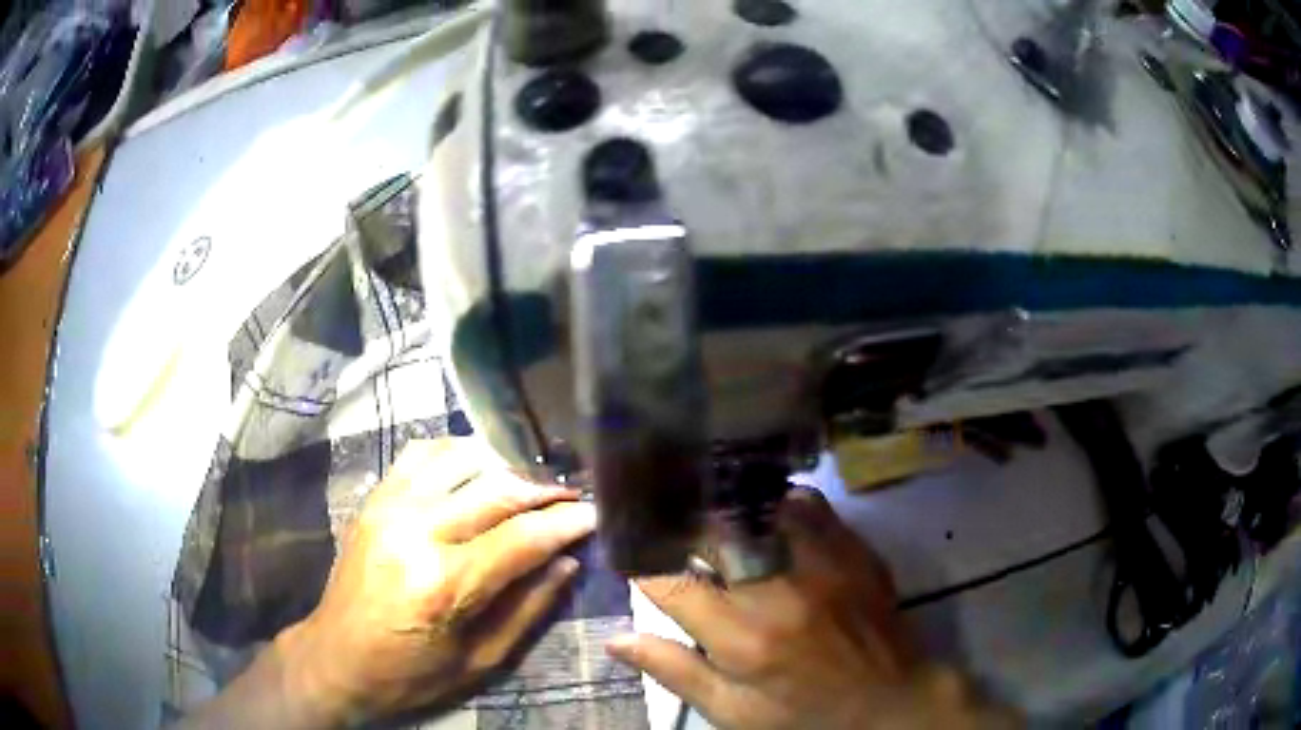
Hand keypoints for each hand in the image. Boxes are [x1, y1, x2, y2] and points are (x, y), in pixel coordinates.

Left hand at [279, 439, 596, 724]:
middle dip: (544, 488)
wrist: (336, 658)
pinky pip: (422, 454)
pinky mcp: (374, 499)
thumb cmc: (410, 673)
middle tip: (571, 494)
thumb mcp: (480, 661)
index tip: (595, 513)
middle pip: (496, 489)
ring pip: (462, 459)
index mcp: (444, 585)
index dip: (566, 521)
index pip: (521, 537)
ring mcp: (389, 508)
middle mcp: (416, 533)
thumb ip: (528, 609)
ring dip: (504, 465)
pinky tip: (477, 467)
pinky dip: (458, 452)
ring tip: (529, 483)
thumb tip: (567, 562)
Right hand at [607, 488, 1018, 729]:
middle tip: (671, 530)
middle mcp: (778, 591)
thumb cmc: (804, 714)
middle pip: (713, 534)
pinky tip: (767, 512)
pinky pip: (809, 504)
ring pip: (760, 506)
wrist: (890, 700)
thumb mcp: (734, 711)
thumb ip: (675, 672)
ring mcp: (821, 564)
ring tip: (713, 512)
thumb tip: (615, 640)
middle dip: (682, 528)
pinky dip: (778, 501)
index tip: (633, 554)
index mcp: (741, 638)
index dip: (642, 563)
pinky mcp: (852, 551)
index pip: (671, 584)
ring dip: (728, 508)